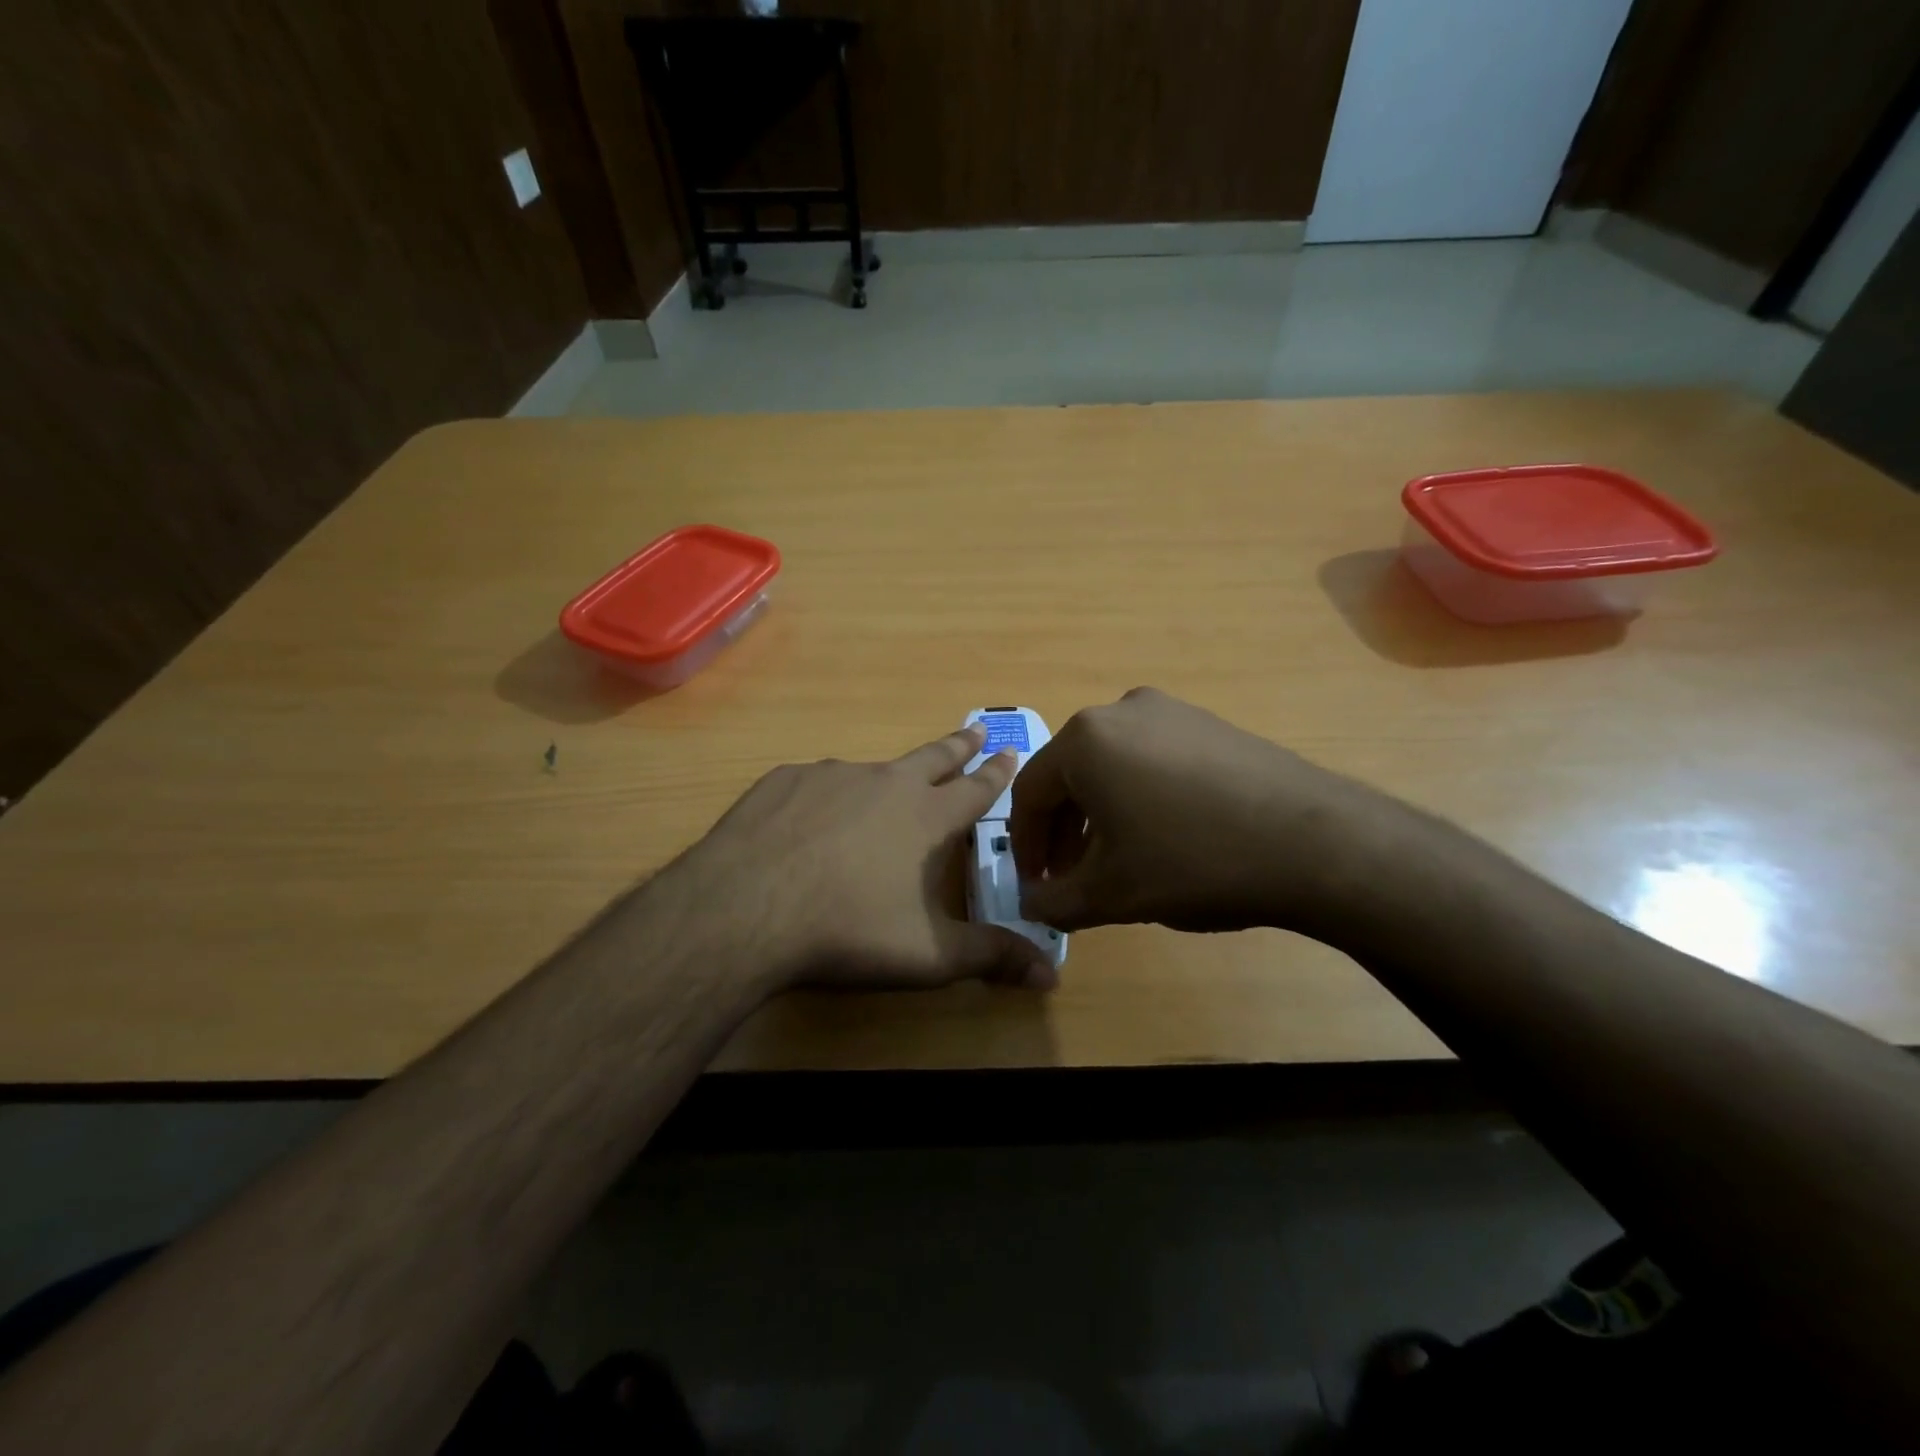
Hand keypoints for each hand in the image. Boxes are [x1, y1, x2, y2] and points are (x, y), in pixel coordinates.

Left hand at [666, 724, 1057, 991]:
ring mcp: (832, 775)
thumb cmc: (850, 931)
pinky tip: (810, 820)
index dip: (997, 773)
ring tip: (882, 793)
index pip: (976, 788)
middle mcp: (886, 783)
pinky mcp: (784, 781)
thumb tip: (1052, 974)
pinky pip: (816, 783)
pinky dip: (826, 796)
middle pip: (933, 757)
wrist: (746, 910)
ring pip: (871, 771)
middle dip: (959, 744)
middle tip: (975, 728)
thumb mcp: (930, 954)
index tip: (1010, 751)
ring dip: (886, 777)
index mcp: (927, 817)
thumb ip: (991, 957)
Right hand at [1009, 687, 1391, 934]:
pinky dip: (1138, 797)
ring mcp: (1171, 712)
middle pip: (1070, 776)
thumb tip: (1031, 903)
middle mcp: (1120, 710)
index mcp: (1084, 739)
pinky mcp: (1209, 724)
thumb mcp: (1110, 894)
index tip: (1034, 886)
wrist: (1315, 842)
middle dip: (1063, 832)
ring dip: (1100, 816)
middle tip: (1070, 878)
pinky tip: (1162, 836)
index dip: (1025, 845)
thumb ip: (1054, 902)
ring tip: (1116, 861)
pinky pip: (1151, 760)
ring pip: (1111, 767)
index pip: (1029, 793)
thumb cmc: (1192, 862)